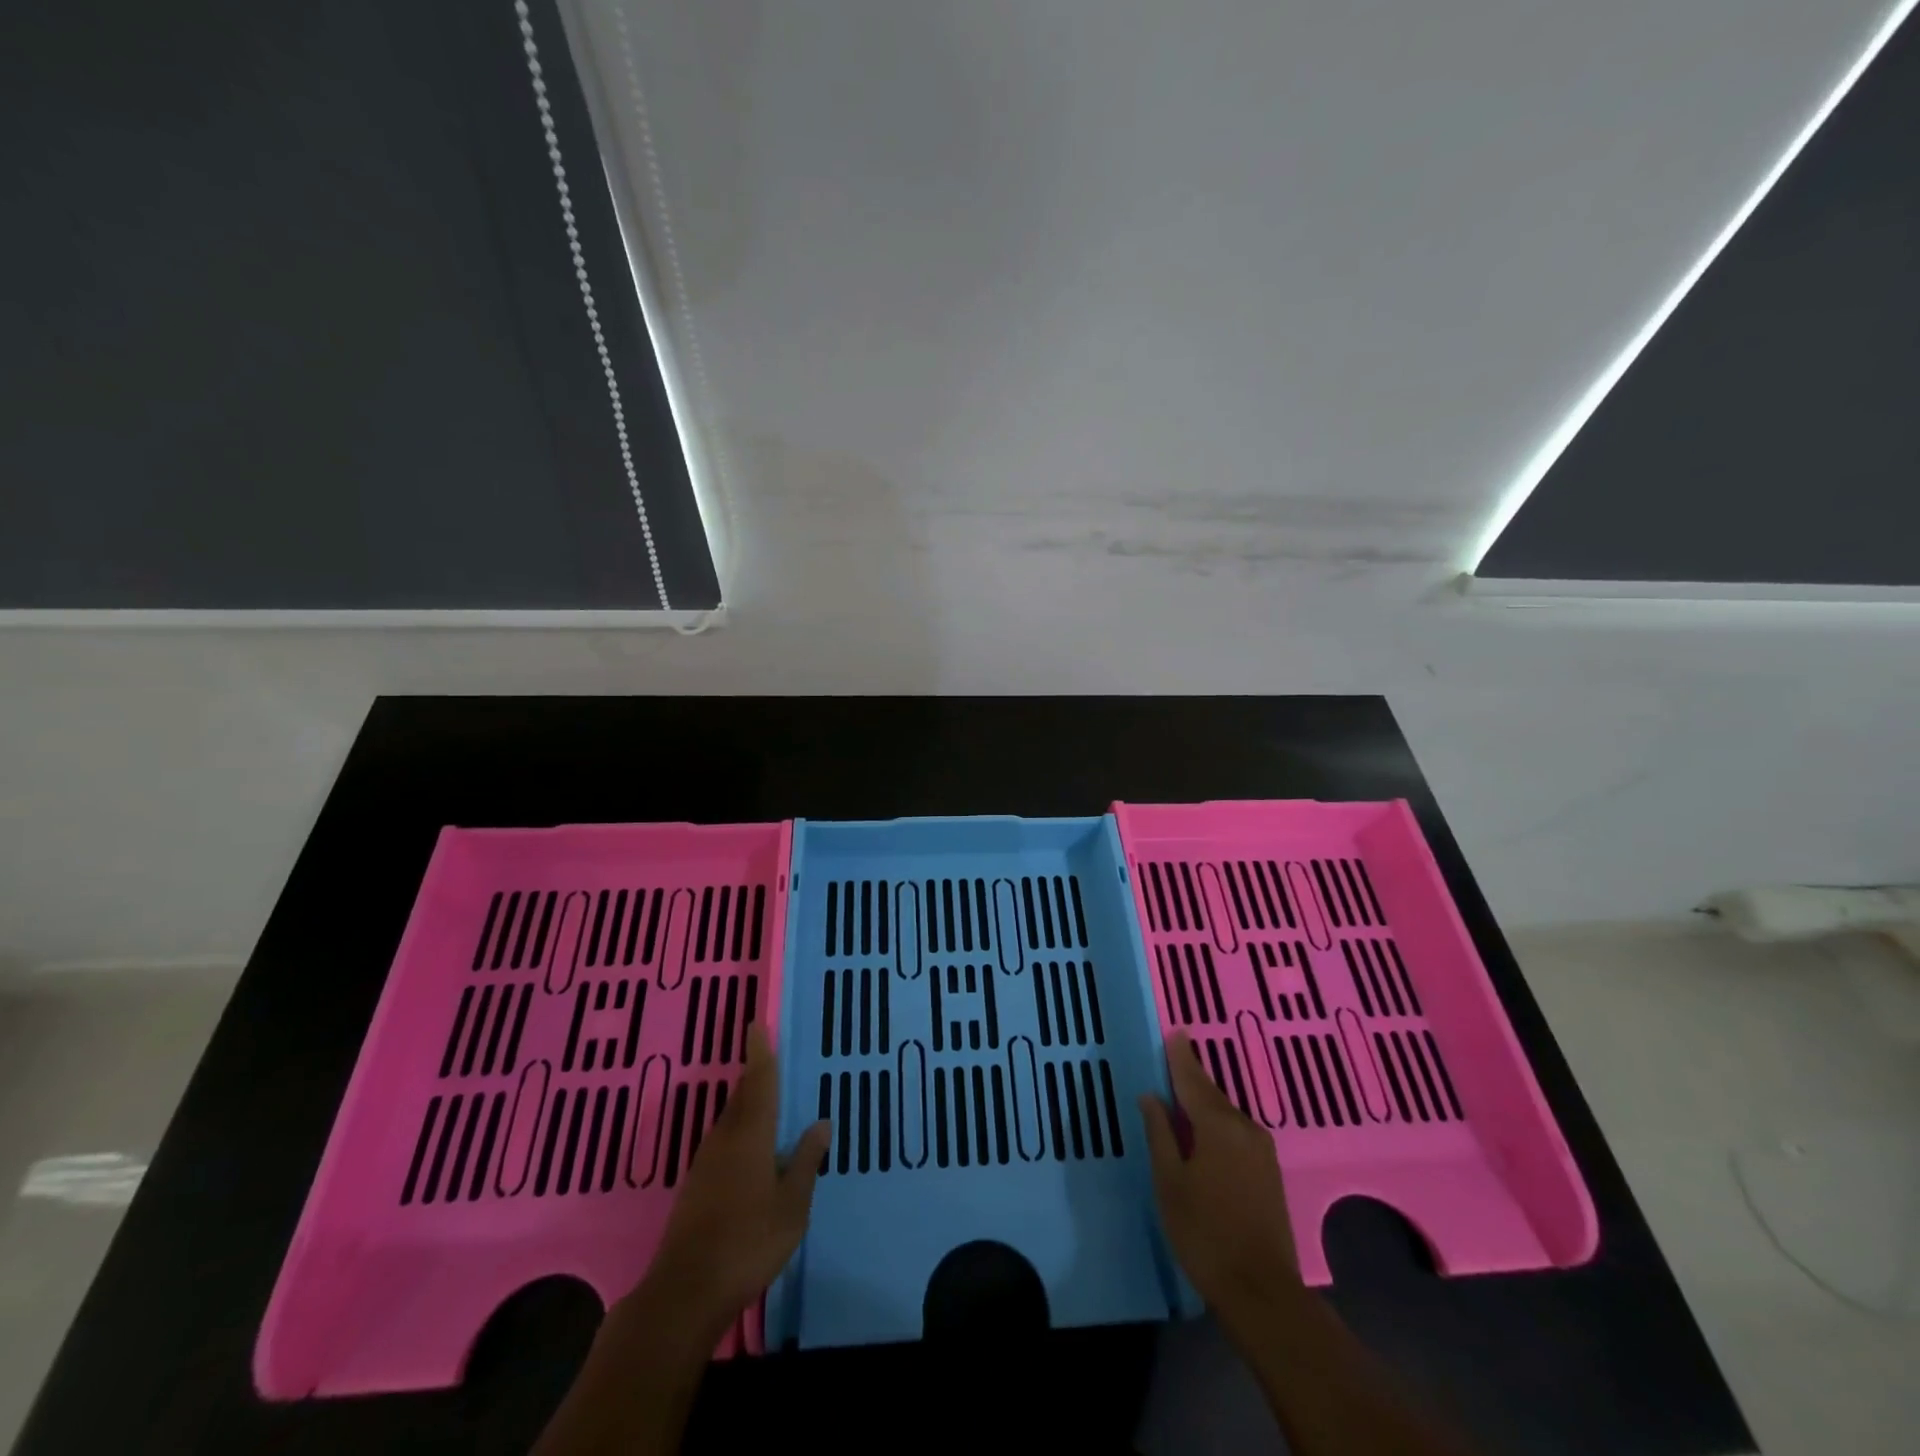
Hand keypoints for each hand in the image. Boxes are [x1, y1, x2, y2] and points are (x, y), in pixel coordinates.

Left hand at [622, 1024, 830, 1341]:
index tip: (756, 1024)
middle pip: (741, 1097)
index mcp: (751, 1136)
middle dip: (754, 1075)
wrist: (685, 1292)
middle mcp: (725, 1140)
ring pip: (729, 1120)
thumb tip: (822, 1123)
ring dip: (745, 1103)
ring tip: (764, 1098)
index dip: (759, 1053)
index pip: (759, 1083)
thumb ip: (806, 1162)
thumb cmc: (748, 1243)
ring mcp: (705, 1163)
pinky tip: (748, 1148)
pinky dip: (738, 1130)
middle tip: (766, 1056)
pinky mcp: (695, 1186)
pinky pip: (722, 1142)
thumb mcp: (792, 1205)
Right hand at [1139, 1030, 1301, 1328]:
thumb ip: (1160, 1134)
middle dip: (1191, 1077)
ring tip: (1182, 1094)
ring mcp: (1262, 1151)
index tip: (1174, 1032)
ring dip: (1204, 1102)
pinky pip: (1236, 1132)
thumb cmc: (1205, 1233)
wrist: (1262, 1291)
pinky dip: (1217, 1122)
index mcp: (1218, 1125)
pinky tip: (1204, 1131)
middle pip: (1211, 1094)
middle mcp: (1245, 1128)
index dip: (1180, 1056)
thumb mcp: (1169, 1182)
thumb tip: (1151, 1096)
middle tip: (1172, 1059)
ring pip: (1225, 1114)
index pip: (1193, 1080)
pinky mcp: (1269, 1173)